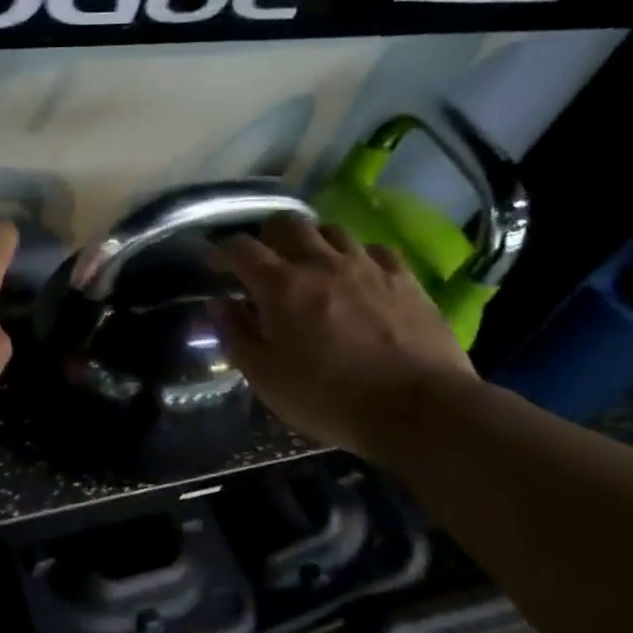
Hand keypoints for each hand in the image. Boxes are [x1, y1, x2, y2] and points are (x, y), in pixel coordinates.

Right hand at [210, 215, 477, 453]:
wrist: (417, 409)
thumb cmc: (328, 398)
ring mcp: (367, 266)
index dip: (221, 251)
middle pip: (287, 224)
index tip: (214, 265)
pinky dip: (356, 256)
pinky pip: (374, 249)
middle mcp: (321, 263)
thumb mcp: (265, 377)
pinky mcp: (404, 278)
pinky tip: (357, 275)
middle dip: (267, 236)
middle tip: (263, 261)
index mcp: (281, 286)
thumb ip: (236, 335)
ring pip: (331, 230)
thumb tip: (219, 304)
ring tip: (309, 265)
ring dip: (312, 242)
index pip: (241, 249)